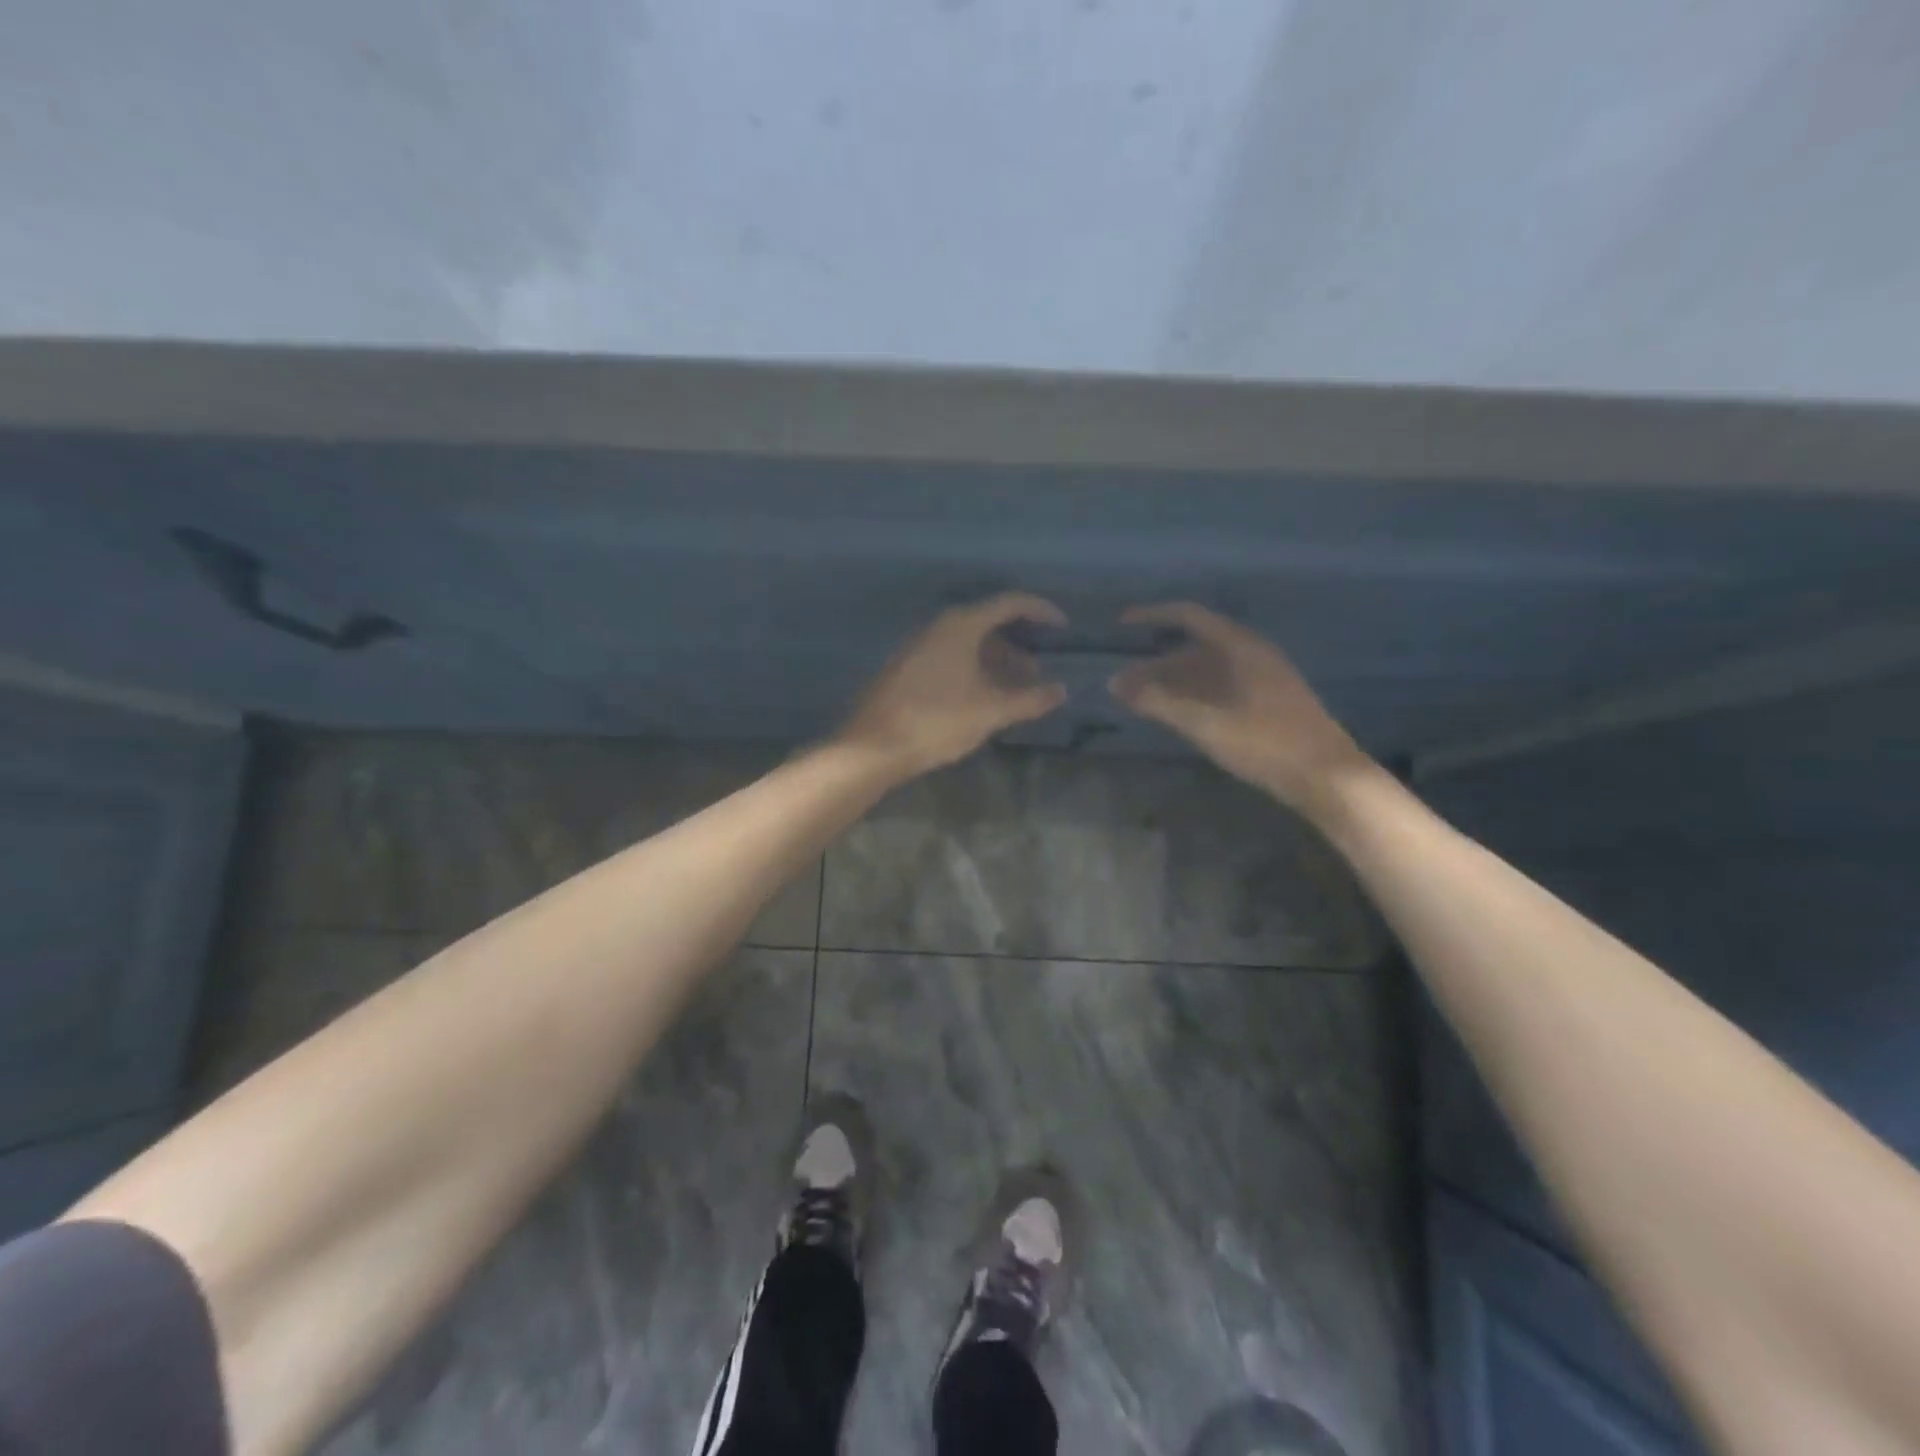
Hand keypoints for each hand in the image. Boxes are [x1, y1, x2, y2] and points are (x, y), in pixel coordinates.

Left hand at [838, 592, 1069, 775]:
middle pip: (988, 623)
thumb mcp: (991, 712)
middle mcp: (938, 627)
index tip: (1063, 628)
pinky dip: (974, 669)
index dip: (1041, 611)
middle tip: (1038, 673)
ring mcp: (919, 646)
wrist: (874, 746)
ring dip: (996, 661)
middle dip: (1018, 646)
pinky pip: (950, 657)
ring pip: (968, 644)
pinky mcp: (907, 668)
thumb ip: (1030, 699)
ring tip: (1015, 692)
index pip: (1010, 603)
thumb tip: (1060, 691)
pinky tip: (982, 698)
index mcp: (961, 625)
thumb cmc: (937, 721)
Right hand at [1109, 602, 1373, 816]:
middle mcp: (1251, 654)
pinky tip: (1176, 714)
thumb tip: (1116, 684)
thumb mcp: (1205, 723)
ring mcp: (1262, 678)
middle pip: (1194, 647)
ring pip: (1207, 670)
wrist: (1326, 776)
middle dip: (1155, 663)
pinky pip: (1220, 687)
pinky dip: (1192, 695)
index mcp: (1240, 646)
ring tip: (1141, 702)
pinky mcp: (1267, 702)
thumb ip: (1159, 702)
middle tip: (1123, 683)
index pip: (1188, 616)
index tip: (1121, 625)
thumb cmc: (1265, 742)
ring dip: (1172, 682)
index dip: (1152, 616)